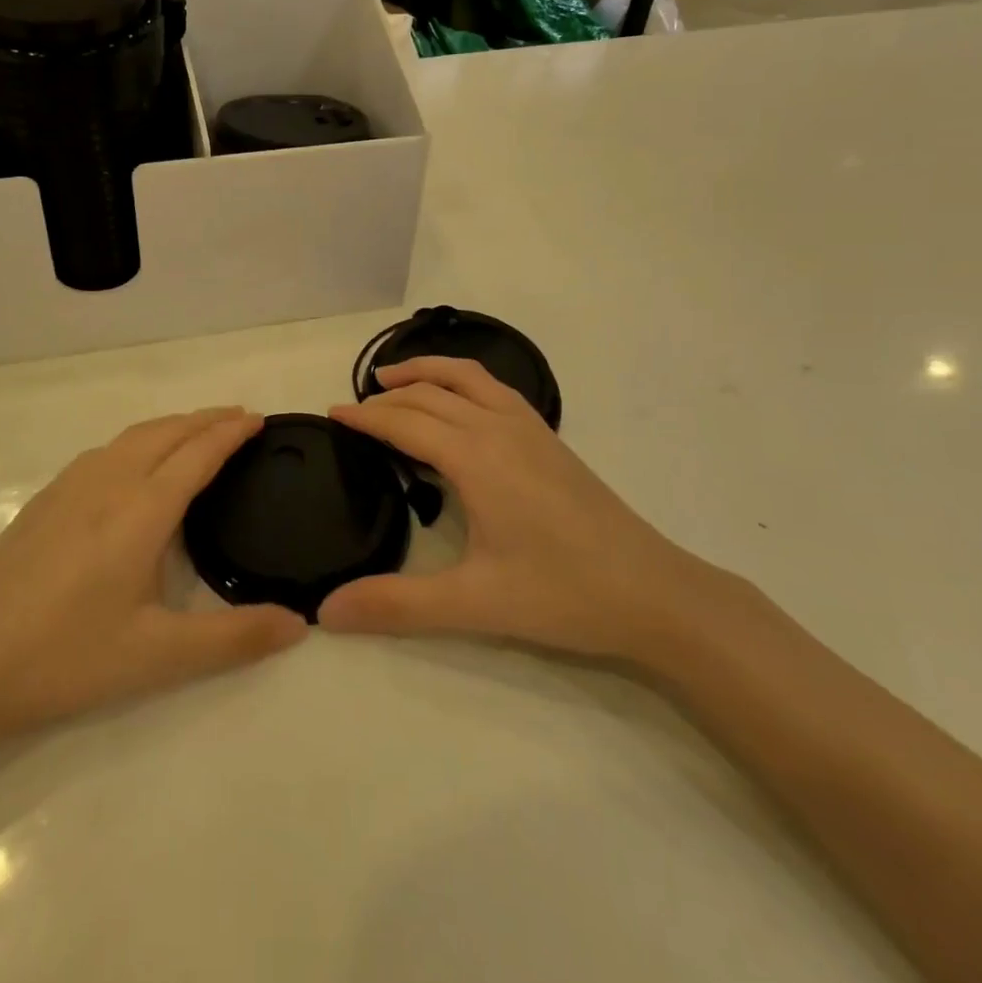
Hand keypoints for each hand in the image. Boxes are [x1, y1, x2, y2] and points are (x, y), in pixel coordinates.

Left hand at [0, 407, 305, 756]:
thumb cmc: (66, 655)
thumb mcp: (158, 656)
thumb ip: (234, 638)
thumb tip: (300, 624)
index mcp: (141, 509)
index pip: (197, 453)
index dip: (230, 432)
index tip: (259, 420)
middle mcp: (108, 481)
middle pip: (166, 432)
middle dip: (206, 418)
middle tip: (239, 418)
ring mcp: (70, 486)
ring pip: (133, 436)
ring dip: (172, 426)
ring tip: (197, 433)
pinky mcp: (46, 499)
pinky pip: (107, 450)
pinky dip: (140, 440)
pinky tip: (135, 465)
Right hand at [321, 358, 712, 661]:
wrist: (654, 593)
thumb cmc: (562, 593)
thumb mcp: (473, 604)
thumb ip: (396, 604)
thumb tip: (326, 611)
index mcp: (475, 456)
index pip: (405, 423)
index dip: (364, 418)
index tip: (330, 415)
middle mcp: (498, 428)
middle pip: (429, 395)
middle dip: (386, 397)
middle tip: (352, 410)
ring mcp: (529, 428)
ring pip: (466, 377)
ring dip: (425, 371)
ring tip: (392, 378)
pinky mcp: (549, 438)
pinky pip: (493, 389)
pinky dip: (461, 380)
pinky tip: (459, 402)